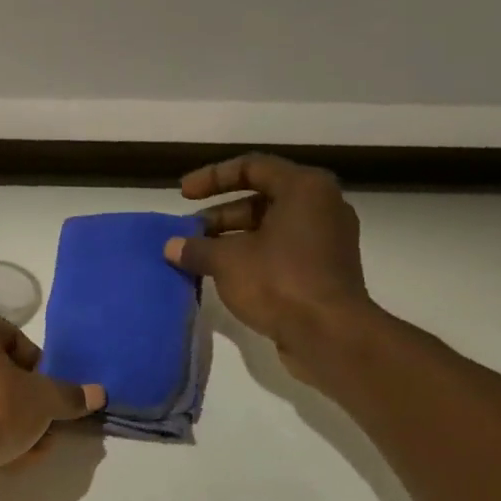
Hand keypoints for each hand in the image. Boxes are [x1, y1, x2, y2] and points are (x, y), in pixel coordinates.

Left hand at [0, 302, 104, 472]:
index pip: (12, 338)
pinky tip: (5, 459)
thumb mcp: (41, 401)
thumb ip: (68, 396)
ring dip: (6, 421)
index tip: (50, 398)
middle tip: (44, 427)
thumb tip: (98, 394)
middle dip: (23, 401)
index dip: (38, 370)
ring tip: (31, 449)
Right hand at [162, 153, 375, 379]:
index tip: (183, 194)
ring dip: (233, 240)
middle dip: (220, 216)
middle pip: (262, 199)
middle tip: (189, 234)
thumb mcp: (228, 262)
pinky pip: (282, 253)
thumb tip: (171, 247)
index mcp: (304, 188)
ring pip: (271, 229)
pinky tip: (226, 278)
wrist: (329, 334)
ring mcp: (326, 240)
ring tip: (201, 258)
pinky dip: (253, 258)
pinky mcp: (324, 272)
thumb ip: (197, 249)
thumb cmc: (279, 282)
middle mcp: (321, 206)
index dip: (212, 178)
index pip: (252, 167)